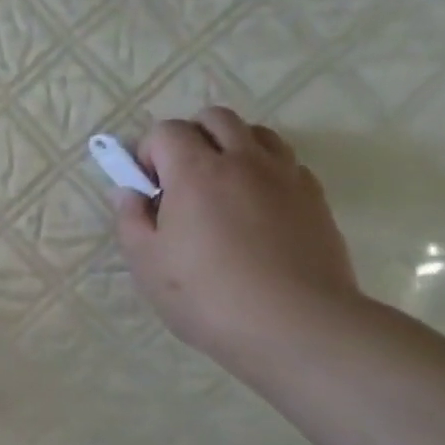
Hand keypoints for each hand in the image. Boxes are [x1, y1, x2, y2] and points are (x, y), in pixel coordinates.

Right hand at [114, 107, 360, 369]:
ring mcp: (286, 176)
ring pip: (256, 134)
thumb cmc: (206, 295)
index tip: (146, 188)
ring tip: (219, 190)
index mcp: (196, 172)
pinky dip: (263, 172)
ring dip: (230, 148)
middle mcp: (244, 161)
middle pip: (215, 118)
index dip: (148, 152)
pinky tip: (254, 211)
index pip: (167, 130)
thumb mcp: (147, 263)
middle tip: (179, 181)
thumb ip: (131, 220)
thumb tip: (129, 193)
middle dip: (190, 138)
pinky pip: (285, 164)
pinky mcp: (315, 198)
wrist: (297, 325)